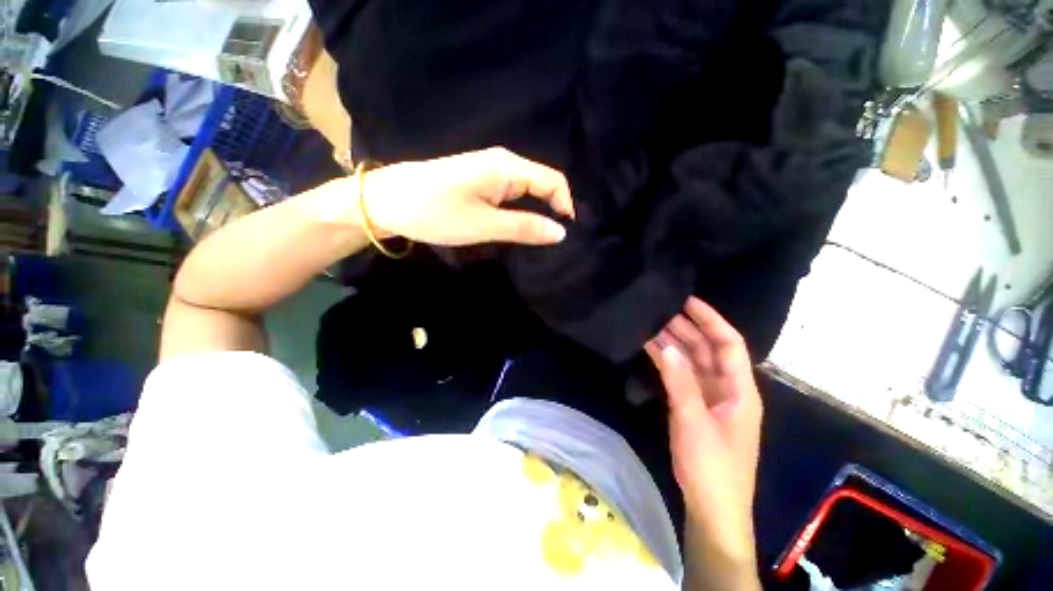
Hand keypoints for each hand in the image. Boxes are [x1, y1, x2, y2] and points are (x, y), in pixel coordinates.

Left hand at [360, 147, 574, 245]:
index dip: (566, 206)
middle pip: (542, 185)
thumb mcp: (483, 224)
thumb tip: (561, 232)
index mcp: (507, 167)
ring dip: (537, 214)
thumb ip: (524, 227)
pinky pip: (512, 196)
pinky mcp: (481, 183)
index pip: (553, 180)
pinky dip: (521, 212)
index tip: (566, 235)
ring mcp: (491, 173)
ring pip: (527, 192)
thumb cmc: (434, 212)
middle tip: (555, 243)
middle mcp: (503, 164)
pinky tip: (519, 229)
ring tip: (540, 240)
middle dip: (553, 211)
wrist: (386, 202)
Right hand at [644, 297, 762, 587]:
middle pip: (707, 349)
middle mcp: (726, 388)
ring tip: (651, 324)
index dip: (711, 320)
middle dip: (687, 328)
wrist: (712, 506)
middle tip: (661, 309)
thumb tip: (665, 345)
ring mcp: (709, 397)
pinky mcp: (694, 406)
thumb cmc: (712, 465)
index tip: (688, 301)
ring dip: (674, 344)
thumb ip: (680, 381)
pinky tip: (652, 350)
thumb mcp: (694, 421)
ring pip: (692, 361)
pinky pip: (681, 376)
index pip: (729, 344)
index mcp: (739, 389)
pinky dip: (668, 362)